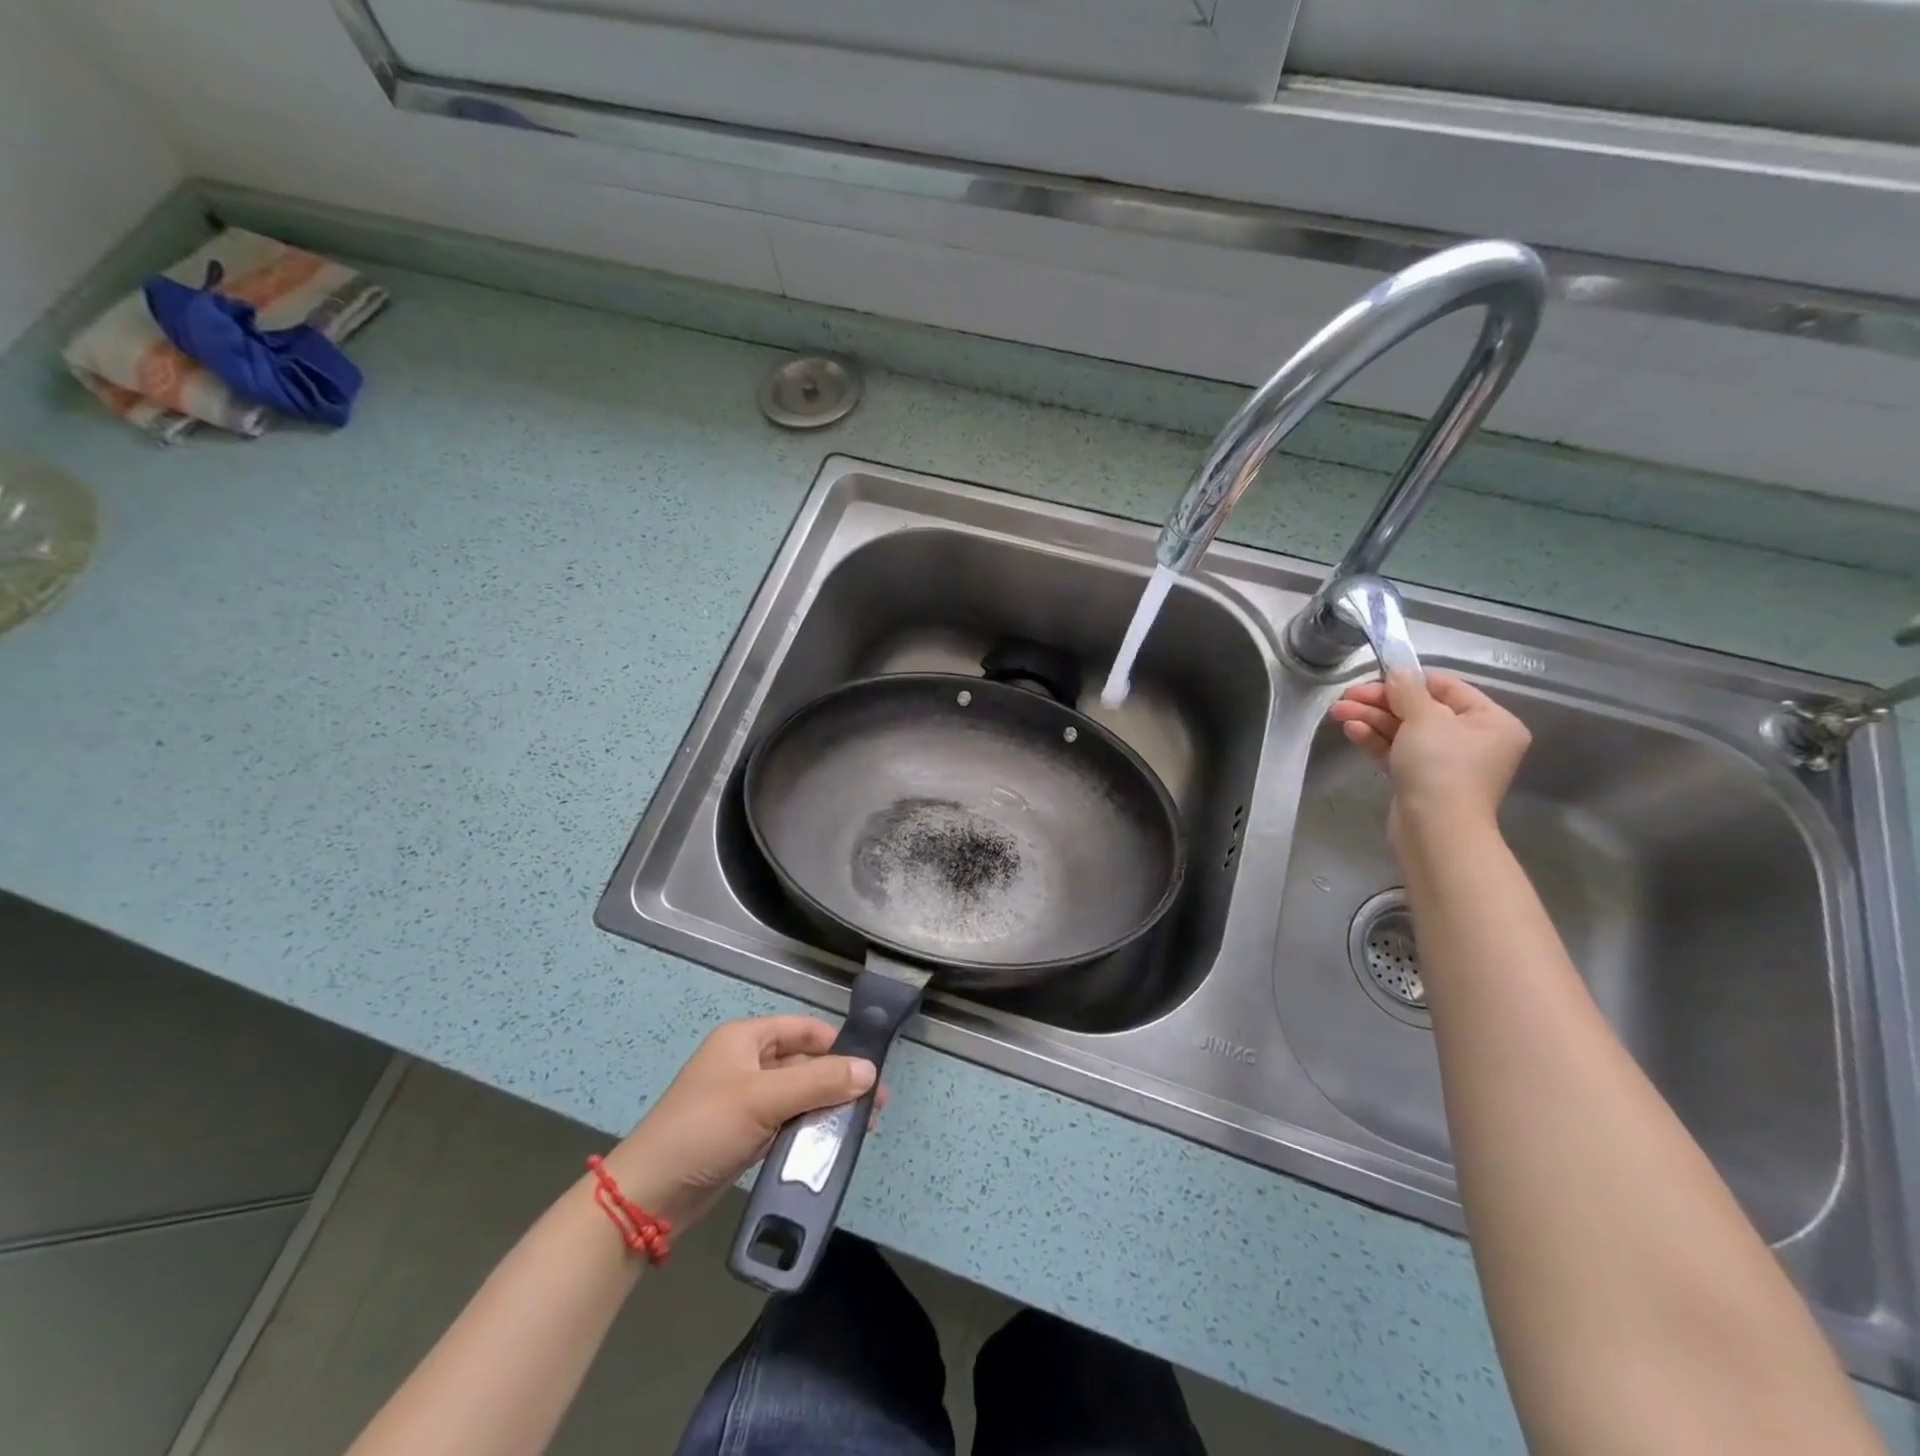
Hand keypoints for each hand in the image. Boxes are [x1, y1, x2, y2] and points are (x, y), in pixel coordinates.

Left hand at [601, 1016, 881, 1229]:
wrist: (648, 1197)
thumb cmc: (705, 1129)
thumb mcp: (764, 1099)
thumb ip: (820, 1082)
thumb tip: (870, 1071)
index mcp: (745, 1039)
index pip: (803, 1029)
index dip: (838, 1044)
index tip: (871, 1067)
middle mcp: (746, 1063)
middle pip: (804, 1063)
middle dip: (839, 1081)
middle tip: (875, 1105)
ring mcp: (744, 1100)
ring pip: (798, 1095)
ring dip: (827, 1107)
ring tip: (861, 1126)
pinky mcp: (744, 1135)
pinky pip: (786, 1122)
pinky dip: (809, 1129)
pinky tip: (832, 1143)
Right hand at [1328, 669, 1530, 846]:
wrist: (1435, 829)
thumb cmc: (1441, 767)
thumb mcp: (1425, 719)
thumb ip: (1408, 690)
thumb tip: (1398, 670)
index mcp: (1491, 721)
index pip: (1447, 688)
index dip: (1408, 680)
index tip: (1374, 677)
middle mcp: (1473, 740)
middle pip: (1421, 710)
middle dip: (1380, 703)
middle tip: (1346, 697)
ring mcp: (1445, 763)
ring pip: (1404, 731)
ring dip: (1371, 720)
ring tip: (1339, 712)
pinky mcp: (1420, 780)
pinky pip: (1397, 752)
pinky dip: (1376, 740)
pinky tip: (1352, 730)